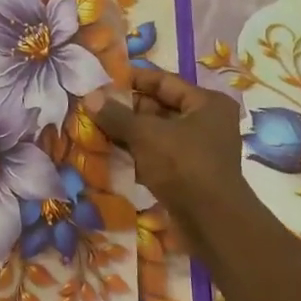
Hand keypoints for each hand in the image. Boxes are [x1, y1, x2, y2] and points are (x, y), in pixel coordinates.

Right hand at [83, 69, 260, 247]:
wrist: (211, 221)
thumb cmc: (183, 166)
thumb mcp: (145, 135)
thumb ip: (117, 115)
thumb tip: (89, 98)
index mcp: (206, 103)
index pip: (164, 81)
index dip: (132, 79)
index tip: (102, 80)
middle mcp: (206, 122)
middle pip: (159, 107)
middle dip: (126, 108)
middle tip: (93, 107)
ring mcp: (198, 149)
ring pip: (156, 133)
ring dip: (128, 132)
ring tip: (95, 128)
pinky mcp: (188, 172)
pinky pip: (157, 154)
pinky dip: (136, 152)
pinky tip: (109, 153)